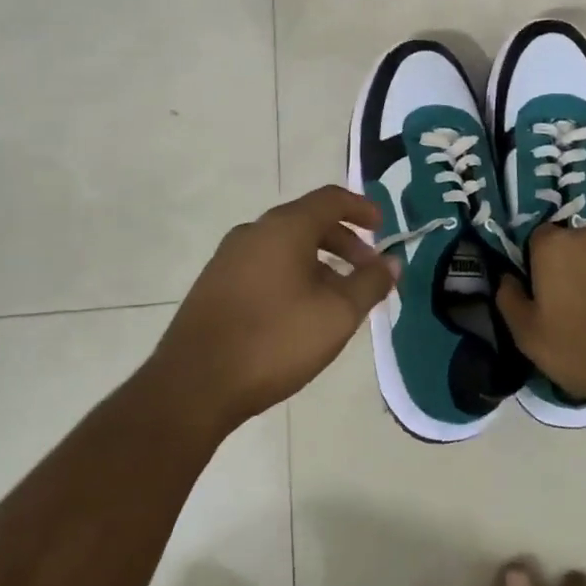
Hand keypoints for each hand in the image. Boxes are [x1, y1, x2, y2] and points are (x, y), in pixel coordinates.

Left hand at [148, 186, 398, 436]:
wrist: (193, 385)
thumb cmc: (274, 340)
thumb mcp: (337, 314)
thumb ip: (370, 283)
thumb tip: (392, 262)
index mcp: (285, 227)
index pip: (331, 199)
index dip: (362, 208)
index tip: (383, 227)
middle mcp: (254, 232)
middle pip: (308, 221)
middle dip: (344, 241)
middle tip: (367, 270)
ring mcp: (229, 257)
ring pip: (285, 245)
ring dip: (319, 261)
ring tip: (337, 296)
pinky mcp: (214, 284)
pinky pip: (264, 264)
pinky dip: (292, 273)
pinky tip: (299, 311)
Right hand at [496, 225, 585, 417]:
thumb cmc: (584, 351)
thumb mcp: (529, 336)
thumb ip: (509, 299)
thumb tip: (507, 277)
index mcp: (553, 246)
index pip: (536, 239)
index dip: (537, 263)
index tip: (543, 291)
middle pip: (571, 242)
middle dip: (570, 264)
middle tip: (575, 301)